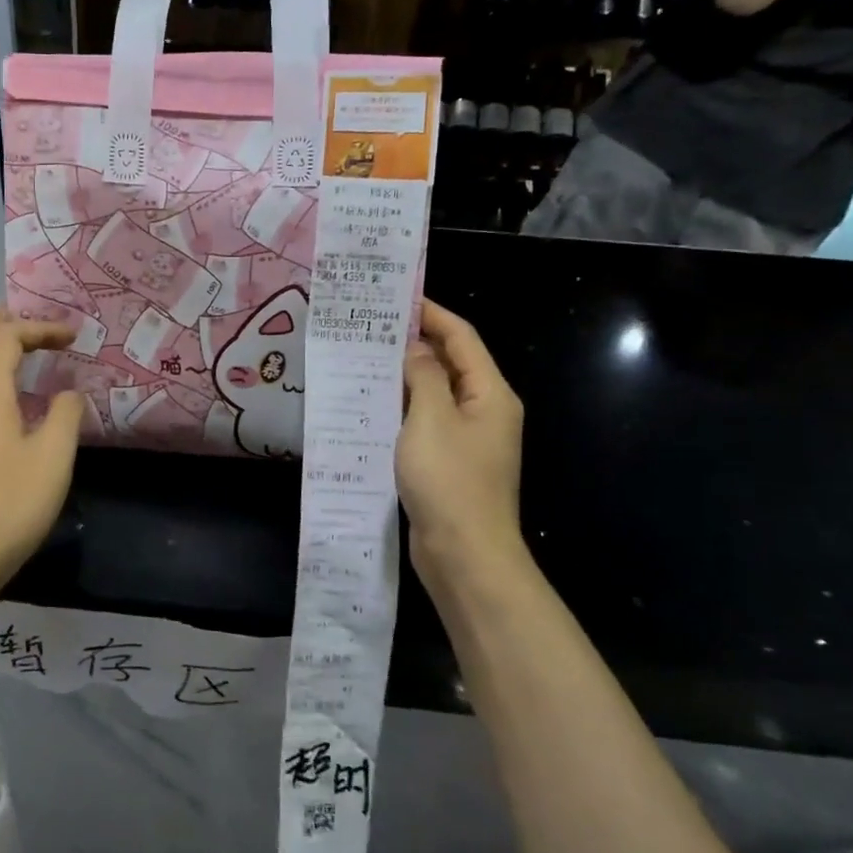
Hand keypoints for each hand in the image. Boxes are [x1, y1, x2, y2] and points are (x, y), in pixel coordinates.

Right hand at [397, 300, 525, 589]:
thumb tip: (414, 348)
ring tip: (363, 359)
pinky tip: (370, 405)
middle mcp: (484, 411)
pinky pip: (424, 423)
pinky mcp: (448, 463)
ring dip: (404, 377)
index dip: (432, 313)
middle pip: (449, 364)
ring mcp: (467, 440)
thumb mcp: (431, 419)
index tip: (397, 297)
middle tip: (371, 327)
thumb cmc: (450, 480)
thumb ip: (422, 376)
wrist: (464, 554)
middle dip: (414, 343)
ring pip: (433, 395)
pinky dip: (401, 408)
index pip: (462, 338)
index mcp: (489, 394)